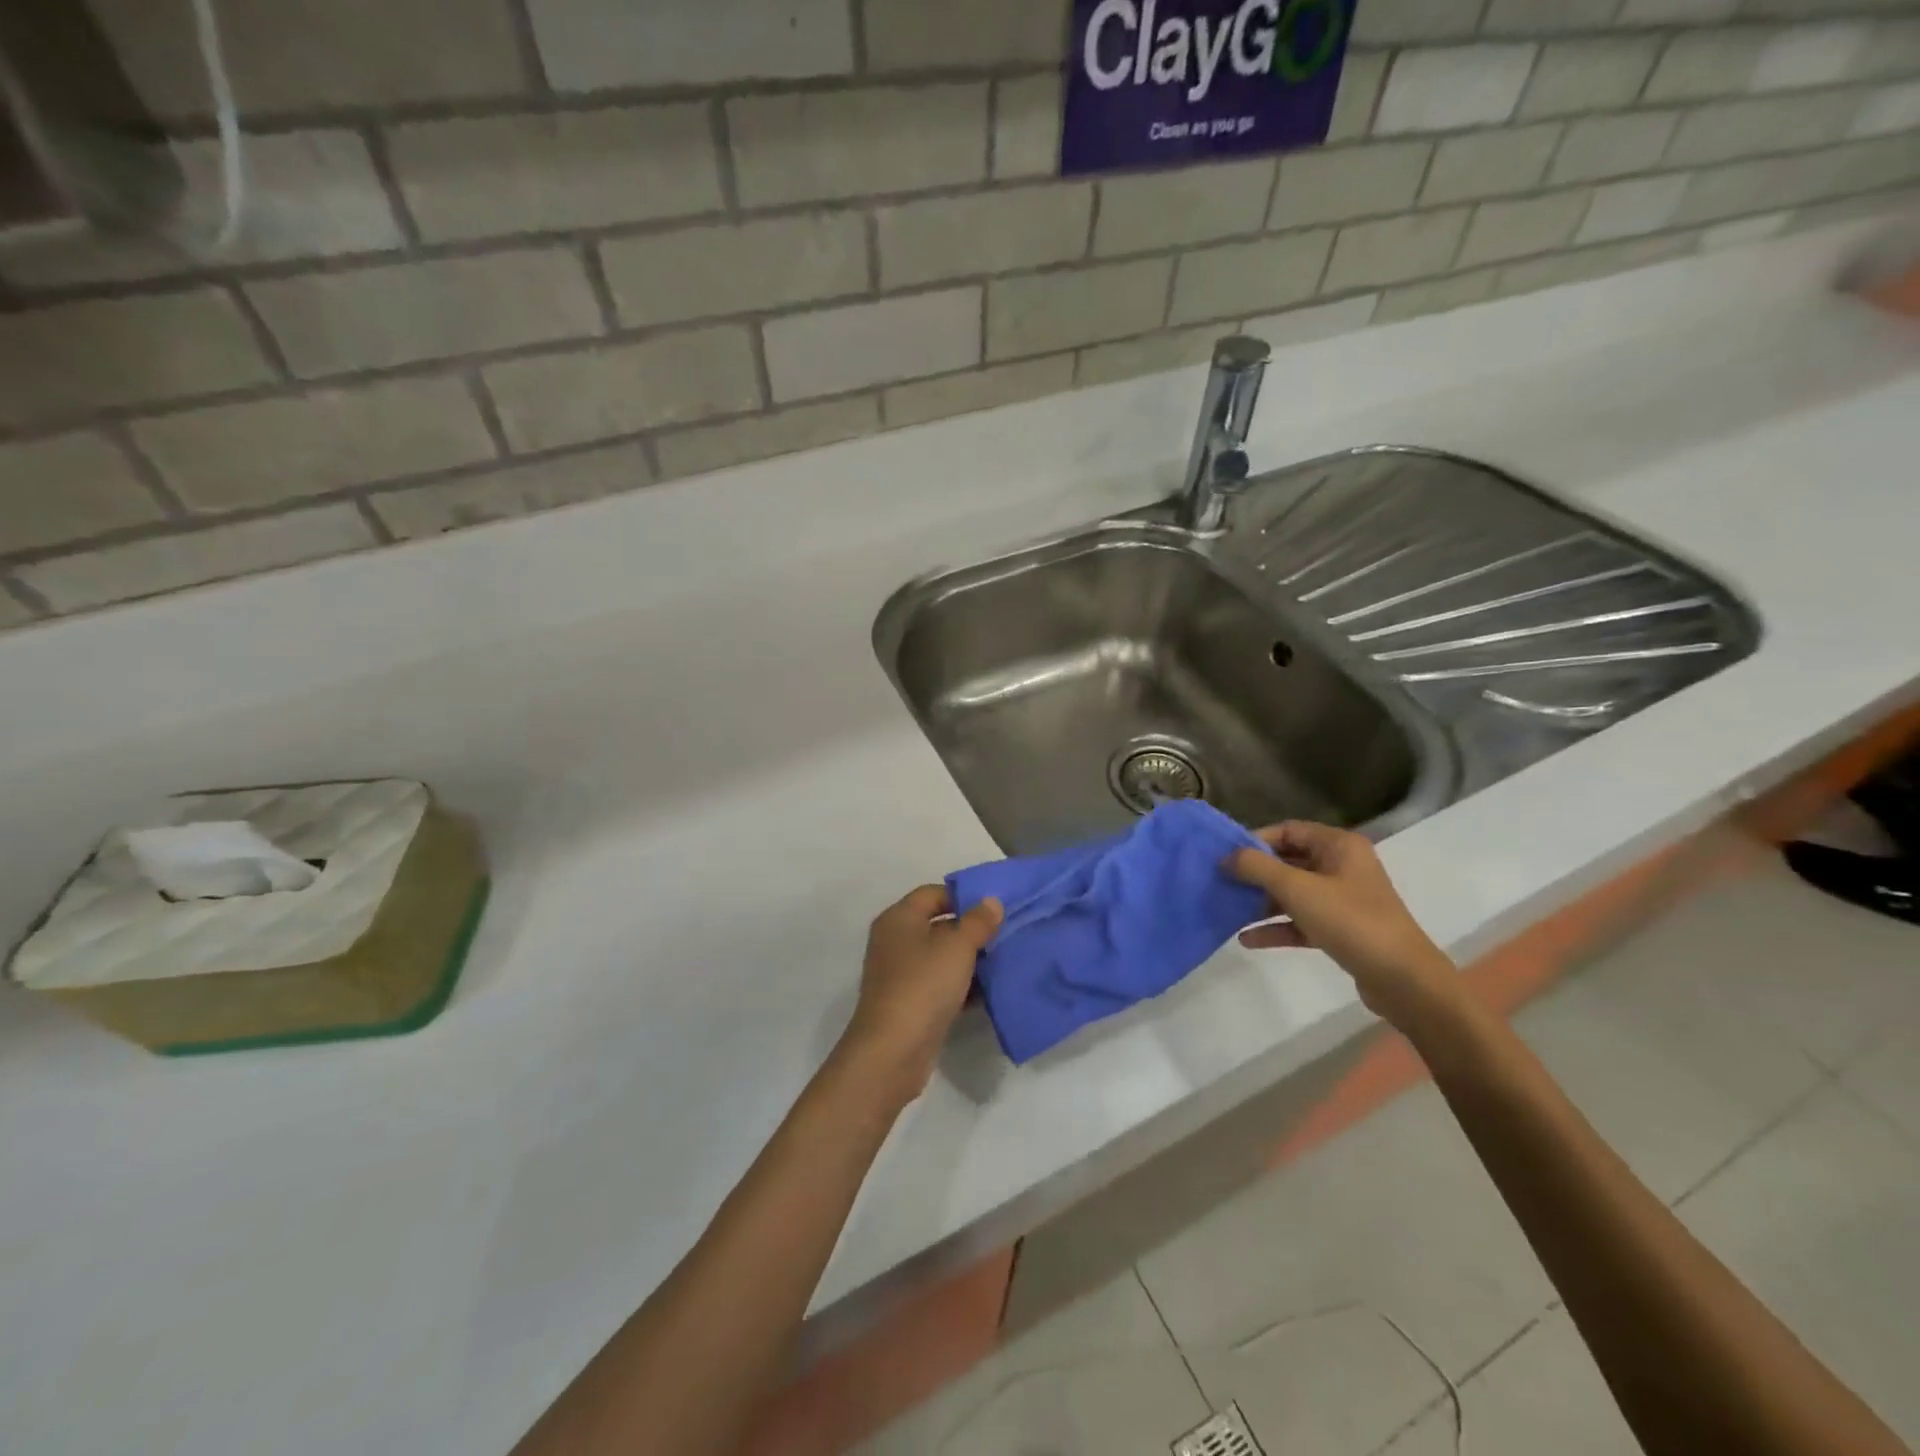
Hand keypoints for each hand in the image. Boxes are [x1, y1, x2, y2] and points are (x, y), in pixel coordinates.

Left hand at [840, 886, 1002, 1100]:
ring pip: (941, 957)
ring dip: (969, 960)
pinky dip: (961, 987)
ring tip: (1003, 962)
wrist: (893, 1051)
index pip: (933, 893)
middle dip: (971, 930)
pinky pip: (940, 985)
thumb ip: (977, 921)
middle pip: (938, 925)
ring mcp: (900, 974)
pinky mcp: (910, 1004)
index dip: (963, 897)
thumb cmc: (923, 985)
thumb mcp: (957, 947)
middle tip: (1005, 934)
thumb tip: (991, 901)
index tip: (994, 908)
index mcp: (899, 918)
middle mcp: (895, 941)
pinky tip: (989, 993)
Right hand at [1228, 821, 1460, 1027]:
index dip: (1256, 840)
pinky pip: (1301, 921)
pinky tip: (1246, 939)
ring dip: (1261, 902)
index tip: (1225, 856)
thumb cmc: (1350, 921)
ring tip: (1228, 910)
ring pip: (1293, 893)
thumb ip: (1257, 868)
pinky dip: (1276, 928)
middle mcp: (1342, 867)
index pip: (1289, 830)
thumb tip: (1226, 857)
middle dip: (1255, 874)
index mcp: (1339, 846)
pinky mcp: (1341, 930)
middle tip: (1220, 882)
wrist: (1403, 980)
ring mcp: (1343, 900)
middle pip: (1289, 861)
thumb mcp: (1297, 889)